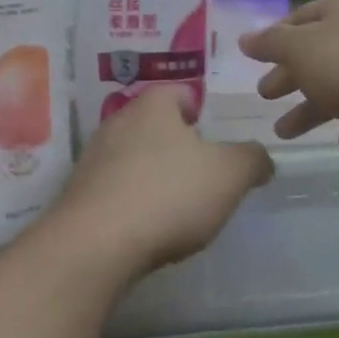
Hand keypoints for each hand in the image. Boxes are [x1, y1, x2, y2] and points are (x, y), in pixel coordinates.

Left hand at [53, 86, 273, 281]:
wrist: (97, 245)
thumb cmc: (170, 194)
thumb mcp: (230, 174)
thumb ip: (252, 159)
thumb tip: (259, 158)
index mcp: (153, 105)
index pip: (180, 92)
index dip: (201, 110)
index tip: (216, 138)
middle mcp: (117, 122)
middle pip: (155, 125)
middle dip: (179, 146)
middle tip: (204, 174)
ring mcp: (92, 159)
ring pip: (133, 157)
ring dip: (154, 175)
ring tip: (178, 206)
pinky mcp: (79, 195)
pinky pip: (116, 189)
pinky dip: (134, 202)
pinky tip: (148, 227)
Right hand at [239, 0, 338, 160]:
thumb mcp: (301, 49)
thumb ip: (271, 44)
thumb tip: (246, 38)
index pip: (300, 18)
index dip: (275, 38)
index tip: (256, 61)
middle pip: (320, 53)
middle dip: (291, 76)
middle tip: (265, 96)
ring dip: (312, 108)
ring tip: (285, 133)